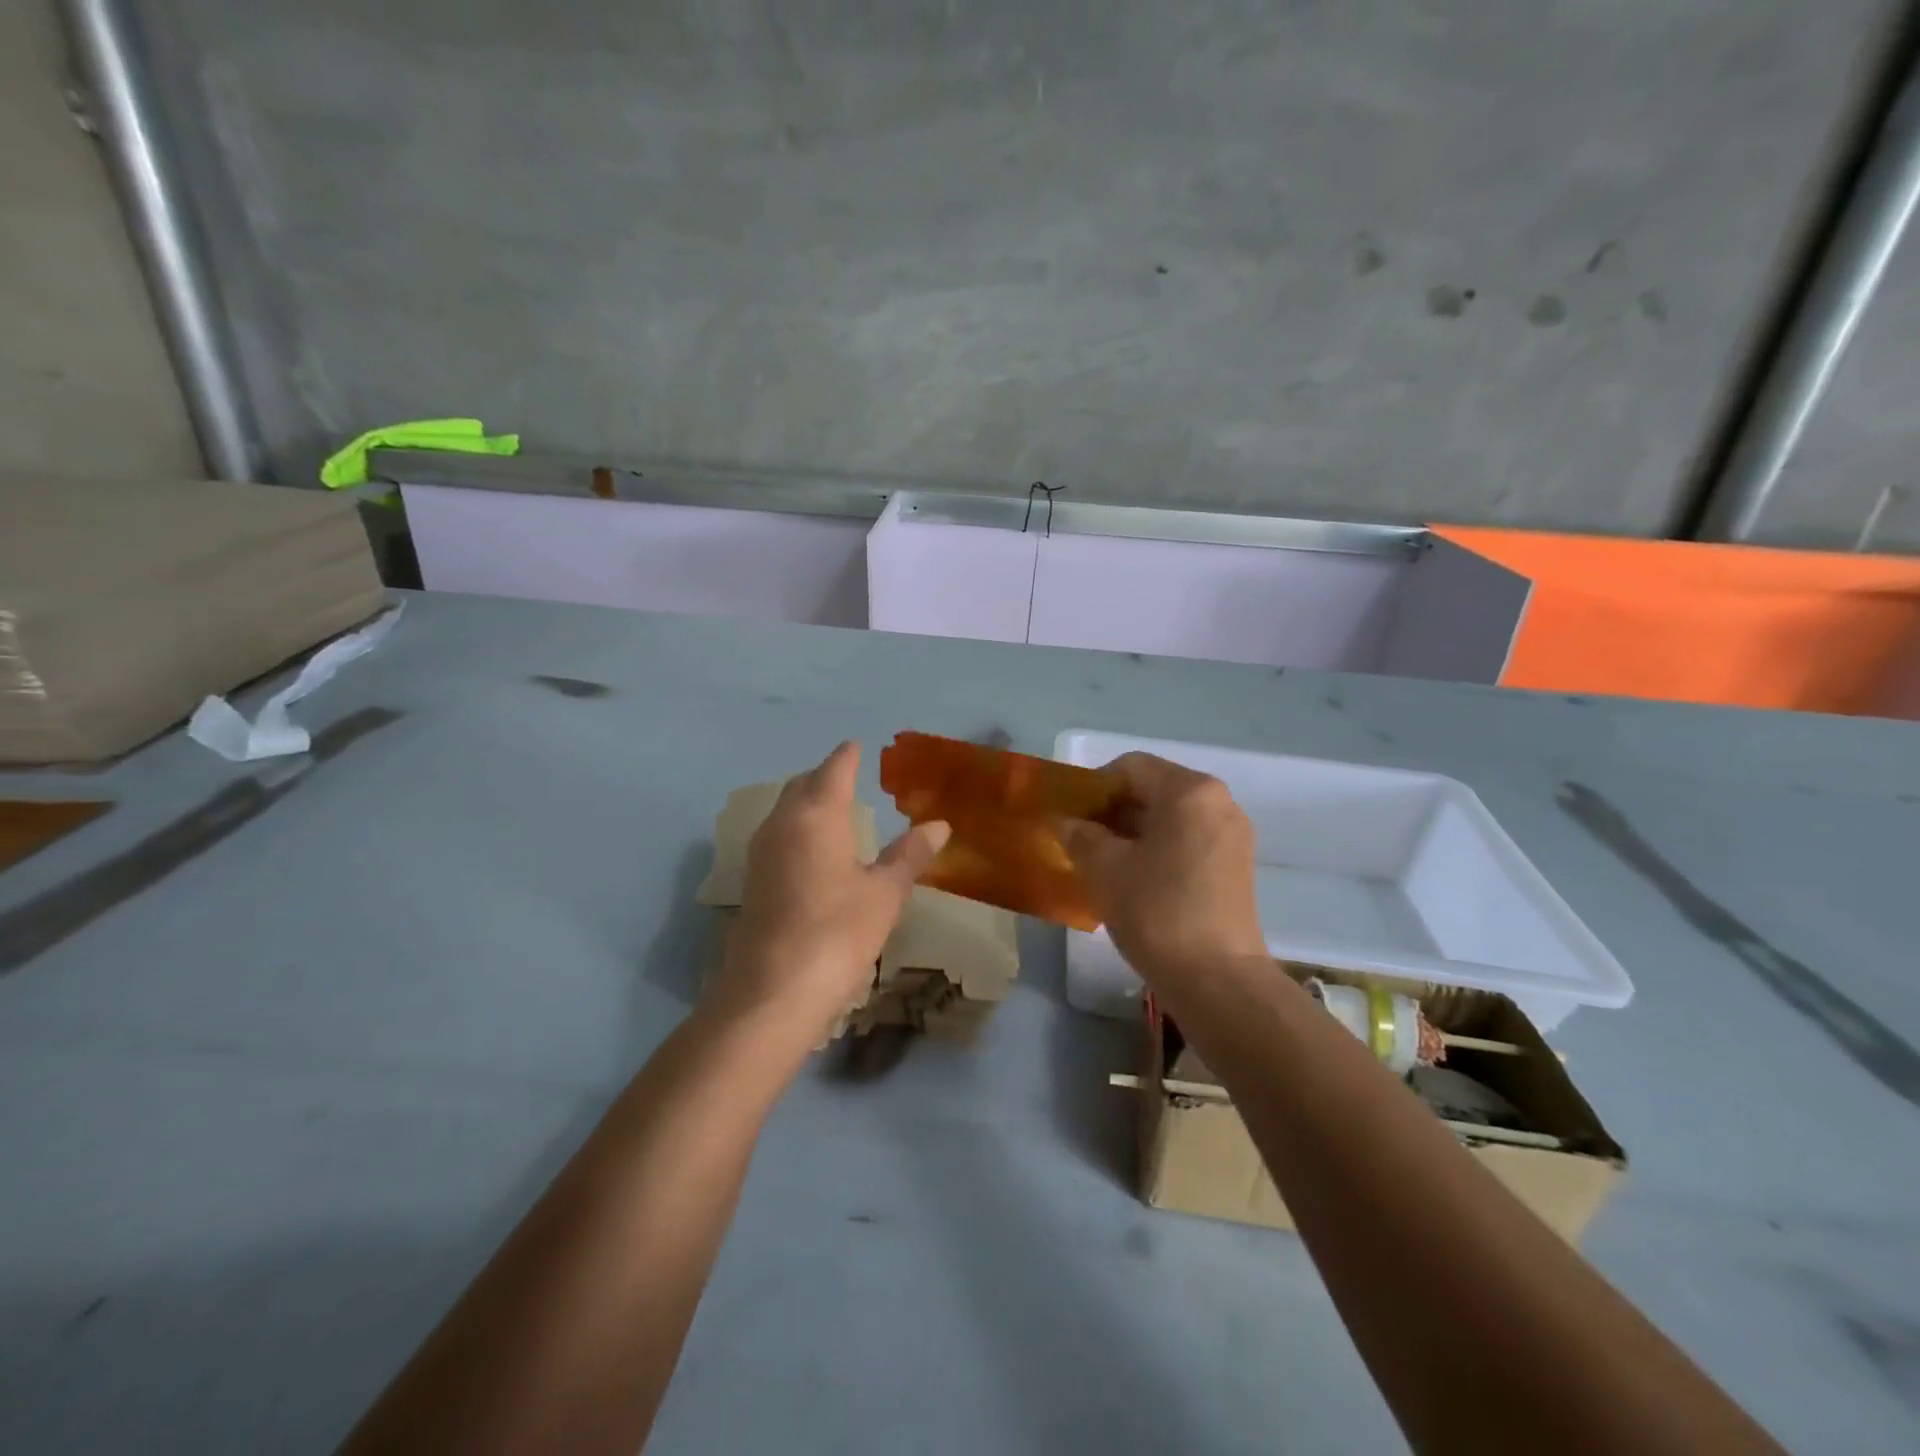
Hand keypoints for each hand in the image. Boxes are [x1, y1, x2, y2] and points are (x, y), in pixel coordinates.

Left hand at [707, 742, 949, 1053]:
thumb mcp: (885, 893)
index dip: (848, 756)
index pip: (834, 770)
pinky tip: (815, 850)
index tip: (859, 746)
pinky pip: (778, 836)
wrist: (772, 993)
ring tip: (837, 809)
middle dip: (826, 776)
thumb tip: (939, 825)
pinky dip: (798, 828)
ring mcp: (762, 853)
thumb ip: (910, 855)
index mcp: (817, 815)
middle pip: (803, 785)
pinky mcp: (754, 882)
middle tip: (852, 776)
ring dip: (809, 801)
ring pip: (786, 810)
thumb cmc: (837, 932)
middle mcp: (783, 823)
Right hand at [1061, 752, 1265, 982]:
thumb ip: (1079, 835)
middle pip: (1153, 790)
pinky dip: (1158, 850)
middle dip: (1113, 812)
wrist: (1217, 980)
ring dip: (1134, 833)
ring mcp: (1232, 835)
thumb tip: (1067, 823)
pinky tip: (1136, 882)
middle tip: (1083, 843)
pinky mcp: (1236, 866)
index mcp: (1189, 791)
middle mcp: (1219, 802)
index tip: (1073, 819)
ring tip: (1106, 866)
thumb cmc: (1156, 911)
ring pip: (1170, 818)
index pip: (1130, 767)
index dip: (1094, 787)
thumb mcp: (1104, 869)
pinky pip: (1188, 841)